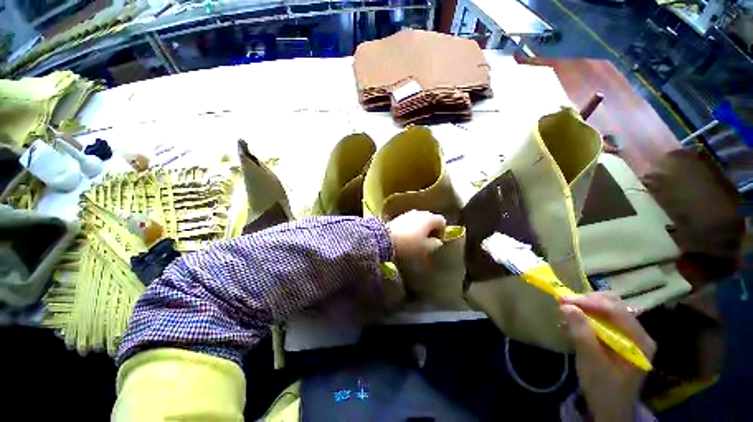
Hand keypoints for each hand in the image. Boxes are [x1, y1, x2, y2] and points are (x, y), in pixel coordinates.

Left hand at [386, 210, 445, 262]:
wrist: (385, 239)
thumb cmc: (409, 244)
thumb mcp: (426, 248)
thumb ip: (435, 244)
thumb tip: (437, 241)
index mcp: (429, 218)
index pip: (442, 221)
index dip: (442, 232)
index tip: (436, 242)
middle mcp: (420, 212)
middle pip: (431, 219)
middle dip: (431, 230)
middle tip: (427, 242)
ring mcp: (408, 213)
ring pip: (420, 220)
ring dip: (421, 228)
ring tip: (417, 240)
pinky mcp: (399, 216)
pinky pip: (410, 221)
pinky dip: (412, 227)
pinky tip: (407, 237)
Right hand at [560, 293, 655, 421]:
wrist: (609, 409)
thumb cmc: (602, 387)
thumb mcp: (590, 360)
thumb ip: (581, 331)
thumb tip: (566, 306)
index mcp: (639, 340)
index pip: (616, 310)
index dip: (589, 302)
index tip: (563, 300)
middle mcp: (639, 334)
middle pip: (614, 306)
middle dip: (587, 302)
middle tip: (564, 303)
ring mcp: (631, 337)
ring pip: (608, 311)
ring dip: (585, 309)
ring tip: (565, 313)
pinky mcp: (620, 340)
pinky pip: (604, 321)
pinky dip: (587, 319)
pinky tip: (572, 324)